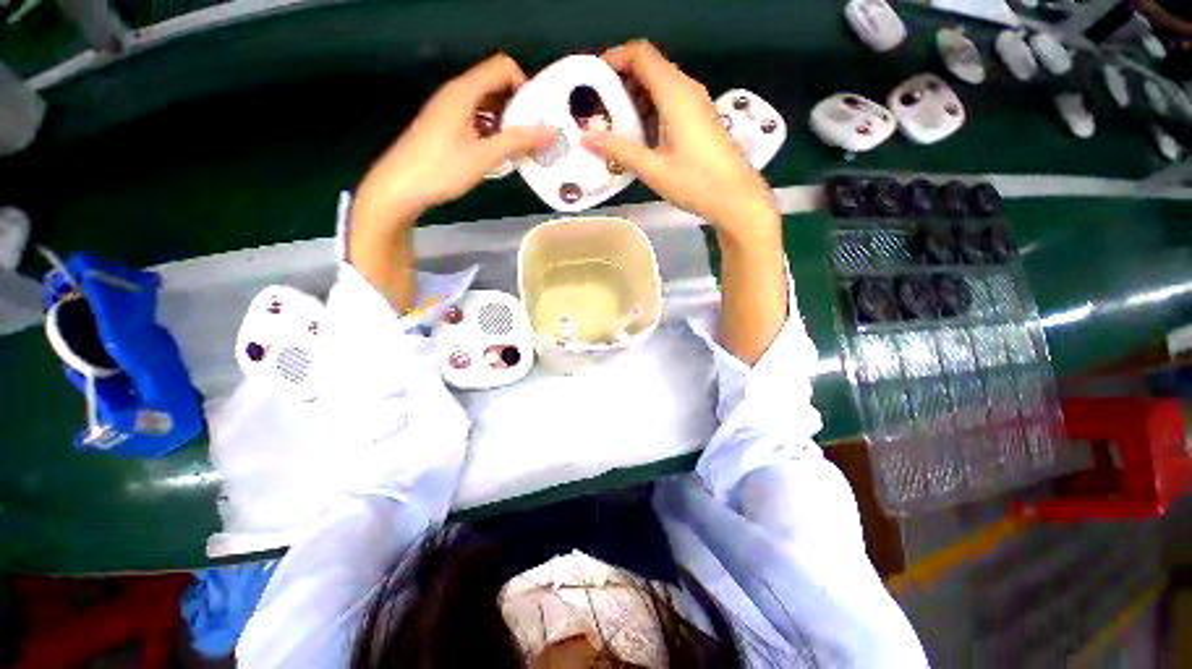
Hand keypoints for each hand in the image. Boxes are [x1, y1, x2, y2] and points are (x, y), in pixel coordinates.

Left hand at [352, 54, 553, 229]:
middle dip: (520, 107)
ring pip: (487, 105)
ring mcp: (449, 111)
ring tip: (524, 148)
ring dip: (508, 123)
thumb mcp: (484, 156)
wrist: (399, 187)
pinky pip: (476, 120)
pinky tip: (501, 154)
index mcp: (464, 91)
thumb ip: (518, 141)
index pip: (502, 67)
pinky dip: (493, 131)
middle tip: (537, 135)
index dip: (524, 85)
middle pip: (496, 85)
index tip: (537, 116)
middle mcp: (456, 93)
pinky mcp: (445, 127)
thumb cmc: (441, 169)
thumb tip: (551, 130)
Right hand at [581, 40, 777, 235]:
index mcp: (674, 92)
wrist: (734, 196)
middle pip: (650, 67)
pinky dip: (650, 109)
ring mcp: (696, 103)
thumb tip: (586, 138)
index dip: (614, 58)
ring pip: (660, 85)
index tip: (593, 79)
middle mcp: (686, 89)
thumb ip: (618, 149)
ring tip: (615, 124)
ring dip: (636, 97)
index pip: (640, 54)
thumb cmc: (694, 181)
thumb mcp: (651, 167)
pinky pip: (670, 101)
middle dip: (622, 81)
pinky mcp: (699, 118)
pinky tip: (639, 135)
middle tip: (600, 107)